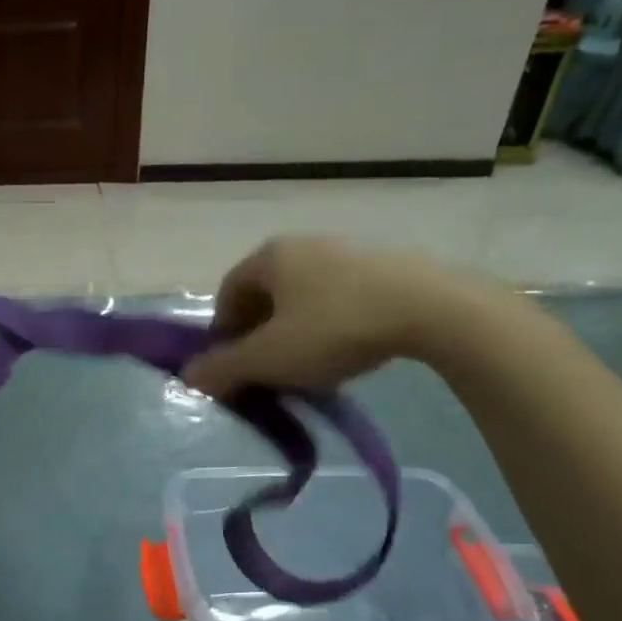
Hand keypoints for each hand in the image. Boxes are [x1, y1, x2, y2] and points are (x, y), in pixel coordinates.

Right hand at [182, 237, 491, 397]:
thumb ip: (224, 368)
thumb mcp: (269, 358)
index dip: (222, 332)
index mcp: (269, 257)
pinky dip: (330, 323)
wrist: (432, 309)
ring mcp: (347, 251)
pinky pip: (339, 297)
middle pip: (265, 294)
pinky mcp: (384, 265)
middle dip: (259, 333)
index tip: (233, 365)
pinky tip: (346, 349)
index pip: (227, 293)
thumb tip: (189, 376)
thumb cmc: (334, 328)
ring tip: (308, 365)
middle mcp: (303, 245)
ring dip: (294, 330)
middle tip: (268, 368)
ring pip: (303, 297)